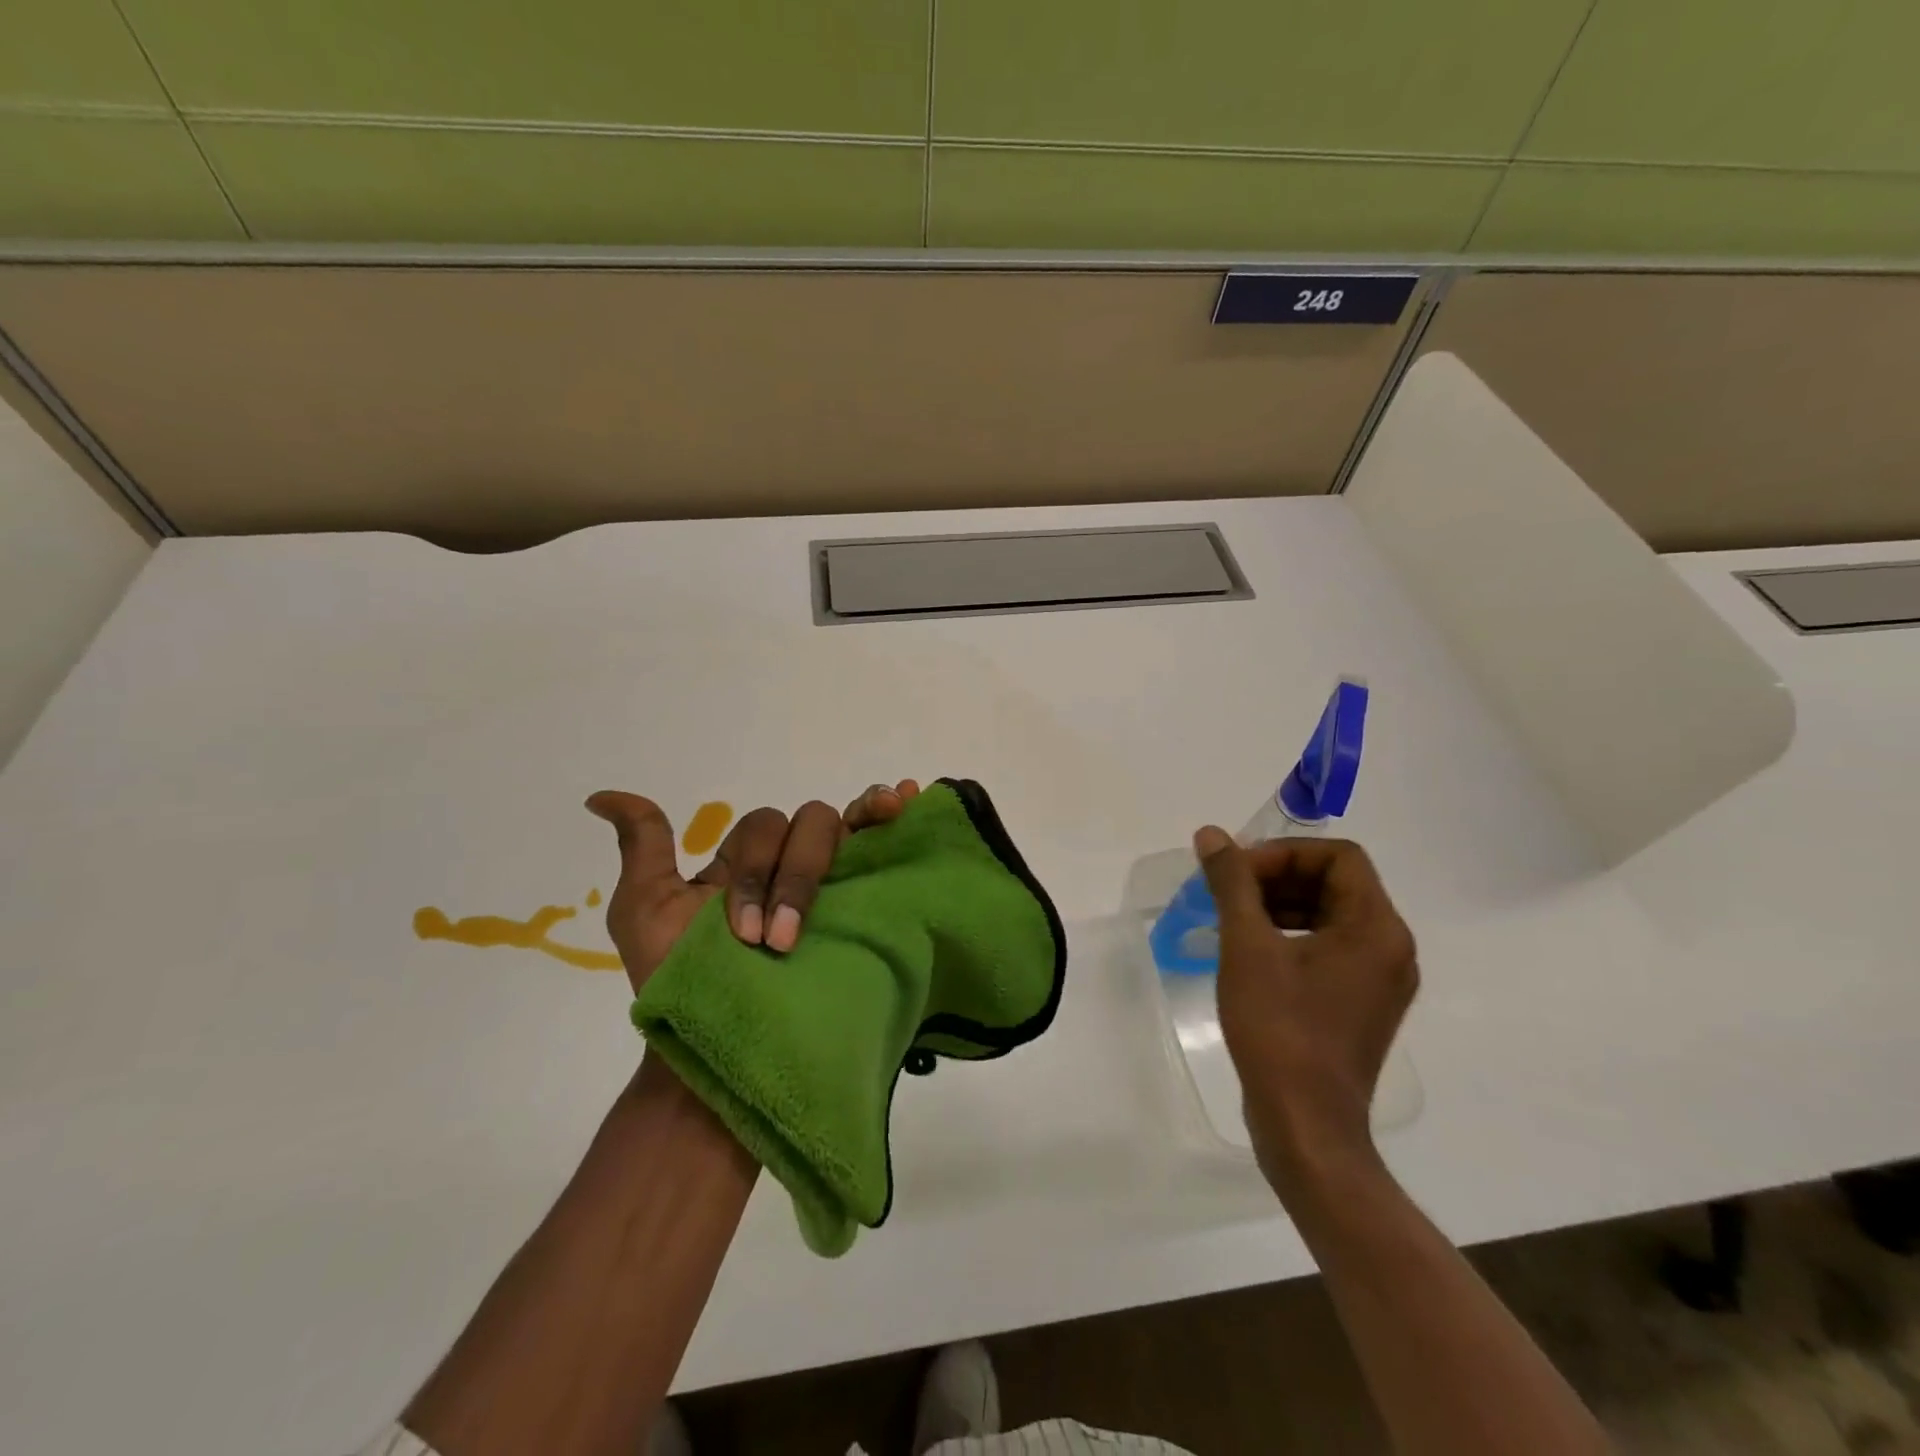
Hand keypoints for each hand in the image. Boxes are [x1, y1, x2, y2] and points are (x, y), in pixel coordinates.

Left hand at [585, 781, 920, 993]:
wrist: (722, 1053)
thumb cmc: (680, 985)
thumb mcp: (646, 911)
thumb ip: (643, 847)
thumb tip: (601, 797)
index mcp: (749, 865)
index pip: (767, 825)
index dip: (759, 864)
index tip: (743, 930)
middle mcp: (793, 868)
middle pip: (809, 826)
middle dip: (792, 877)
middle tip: (772, 943)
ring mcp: (832, 887)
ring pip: (845, 834)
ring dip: (825, 867)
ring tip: (821, 901)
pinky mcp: (863, 909)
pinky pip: (883, 849)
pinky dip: (893, 816)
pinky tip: (910, 800)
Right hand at [1194, 827, 1417, 1181]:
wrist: (1305, 1126)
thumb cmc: (1279, 1029)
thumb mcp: (1247, 947)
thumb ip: (1231, 883)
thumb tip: (1212, 835)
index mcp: (1376, 928)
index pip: (1338, 857)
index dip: (1284, 854)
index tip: (1238, 873)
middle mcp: (1390, 948)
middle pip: (1335, 883)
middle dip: (1277, 877)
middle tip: (1228, 892)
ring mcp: (1379, 981)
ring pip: (1331, 915)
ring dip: (1280, 905)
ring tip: (1232, 919)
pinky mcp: (1360, 1004)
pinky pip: (1330, 948)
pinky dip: (1291, 936)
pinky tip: (1250, 952)